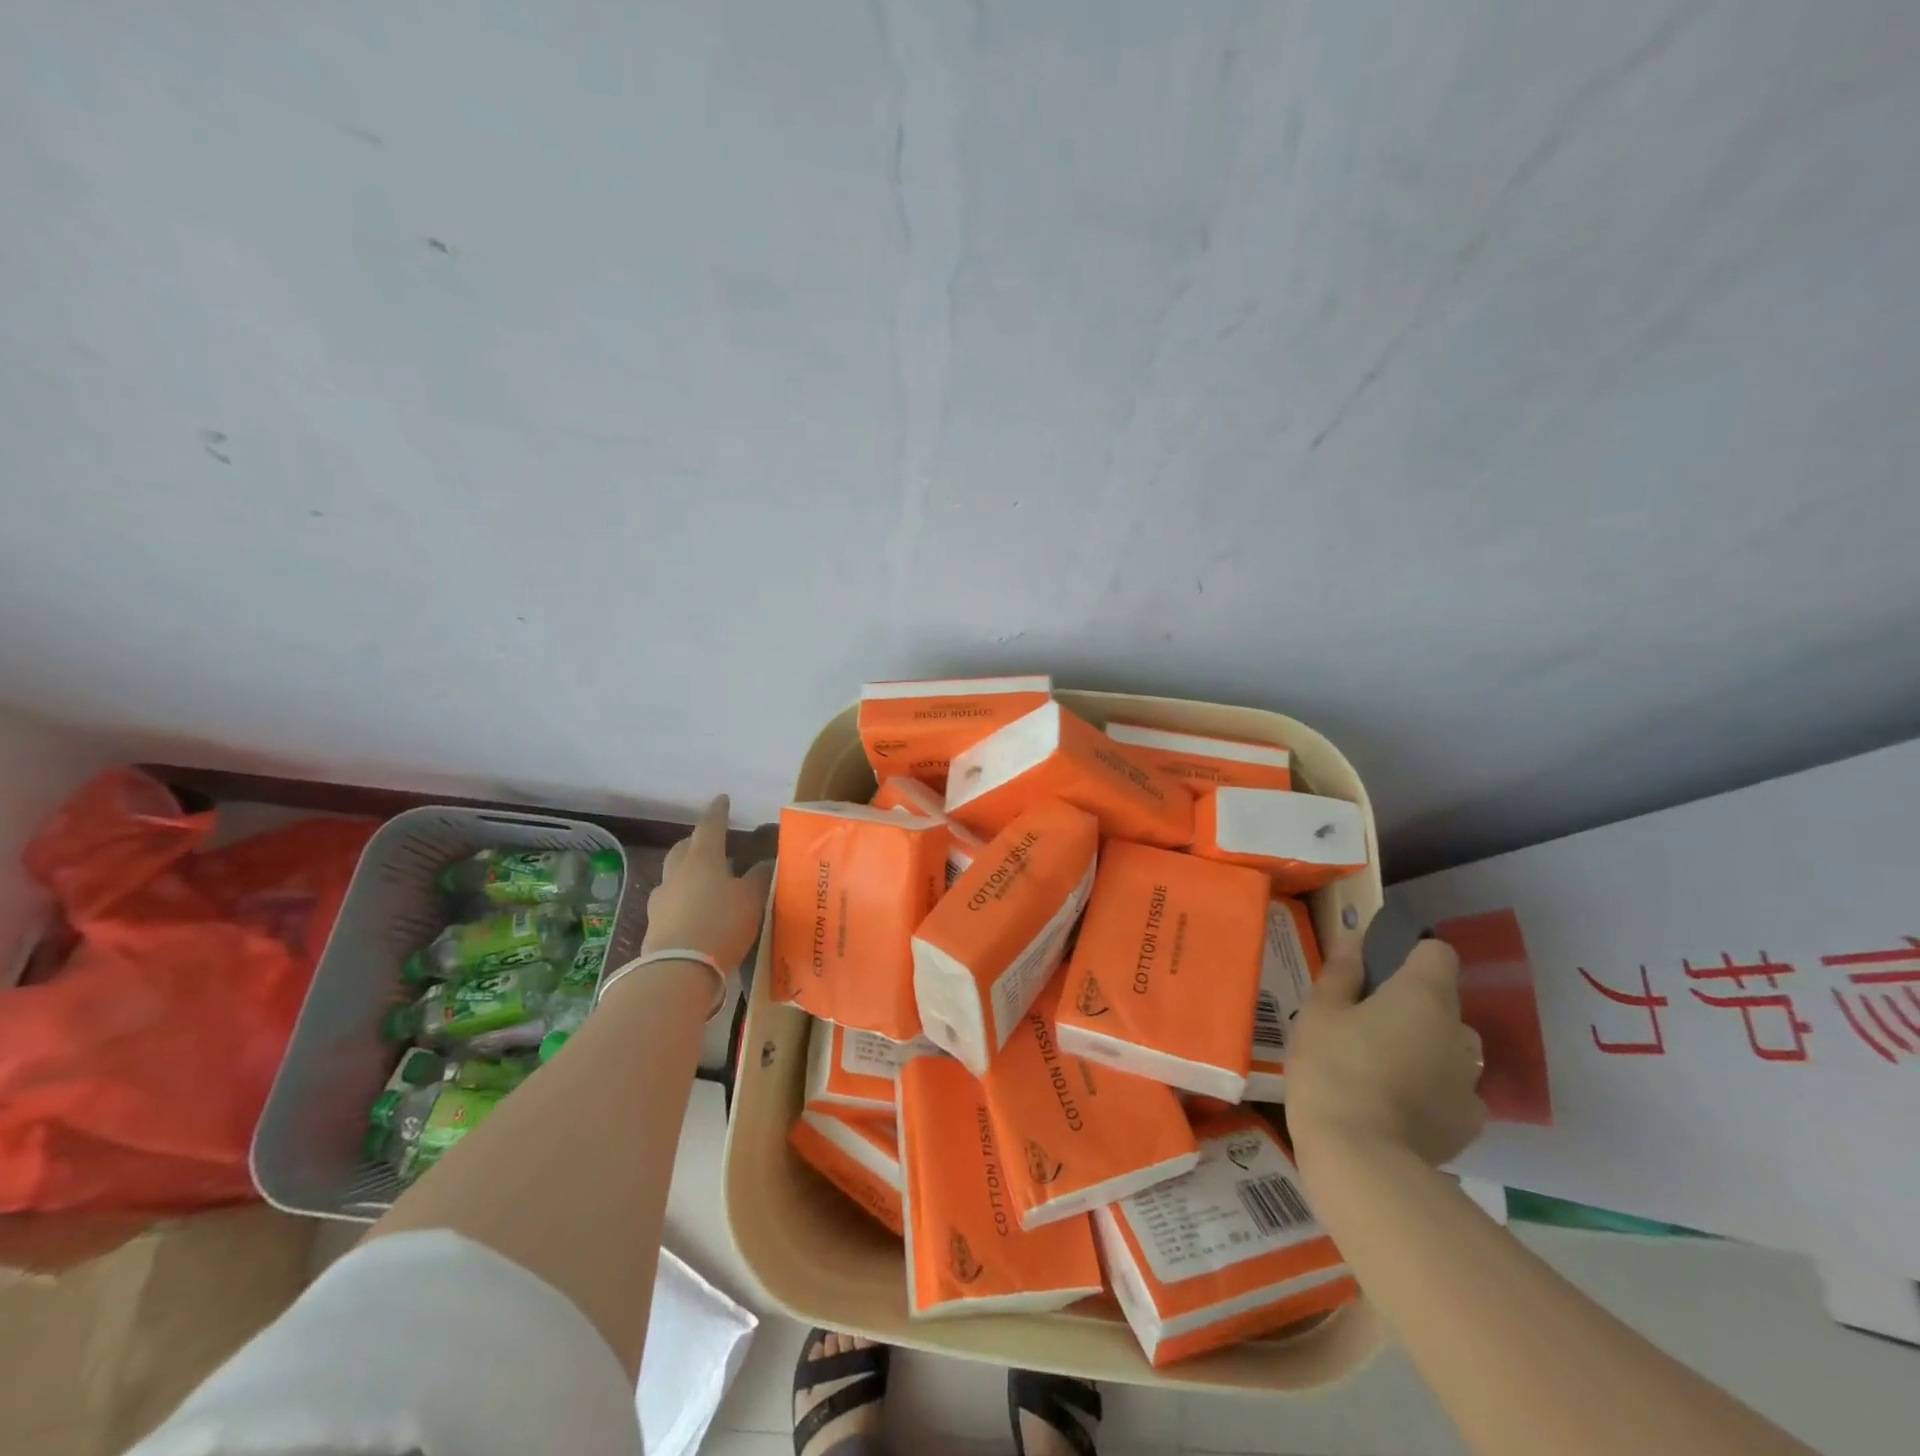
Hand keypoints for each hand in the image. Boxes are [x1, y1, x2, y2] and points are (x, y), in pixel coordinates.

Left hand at [641, 795, 774, 972]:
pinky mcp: (655, 926)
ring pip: (674, 875)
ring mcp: (661, 900)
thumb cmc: (721, 923)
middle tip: (710, 841)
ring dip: (687, 872)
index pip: (710, 826)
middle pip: (684, 848)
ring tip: (704, 880)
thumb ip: (759, 877)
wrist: (679, 970)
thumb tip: (765, 862)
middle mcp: (677, 873)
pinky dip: (683, 899)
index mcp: (703, 858)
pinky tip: (695, 910)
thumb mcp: (752, 899)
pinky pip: (671, 902)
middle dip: (695, 841)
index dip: (718, 812)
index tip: (722, 799)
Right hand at [1286, 922, 1486, 1168]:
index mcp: (1423, 995)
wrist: (1360, 1156)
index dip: (1410, 955)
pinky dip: (1434, 1090)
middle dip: (1414, 1007)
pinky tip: (1400, 1104)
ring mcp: (1470, 1080)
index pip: (1437, 953)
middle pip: (1444, 1003)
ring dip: (1427, 1048)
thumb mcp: (1320, 1012)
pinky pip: (1455, 1090)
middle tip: (1368, 1024)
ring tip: (1384, 1068)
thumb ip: (1341, 974)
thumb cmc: (1333, 1067)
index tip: (1379, 970)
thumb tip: (1354, 941)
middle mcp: (1458, 1031)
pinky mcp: (1469, 1123)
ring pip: (1451, 1048)